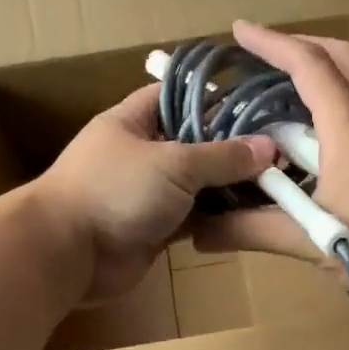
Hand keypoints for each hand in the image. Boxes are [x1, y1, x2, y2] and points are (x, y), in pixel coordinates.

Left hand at [31, 83, 275, 300]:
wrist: (68, 253)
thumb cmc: (115, 191)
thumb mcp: (174, 163)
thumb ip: (223, 156)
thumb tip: (269, 148)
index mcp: (133, 121)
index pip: (176, 96)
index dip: (214, 97)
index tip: (256, 103)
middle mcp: (140, 153)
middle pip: (193, 142)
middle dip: (231, 147)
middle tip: (279, 148)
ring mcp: (147, 193)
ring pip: (196, 183)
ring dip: (228, 185)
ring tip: (276, 180)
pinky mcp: (155, 228)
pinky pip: (193, 217)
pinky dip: (217, 216)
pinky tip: (252, 213)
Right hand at [194, 22, 348, 300]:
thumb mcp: (307, 238)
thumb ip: (250, 231)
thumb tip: (198, 233)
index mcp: (348, 124)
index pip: (307, 64)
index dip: (270, 43)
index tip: (238, 31)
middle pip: (341, 56)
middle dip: (300, 45)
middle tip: (264, 56)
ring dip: (319, 72)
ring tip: (281, 92)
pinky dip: (332, 104)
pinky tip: (311, 140)